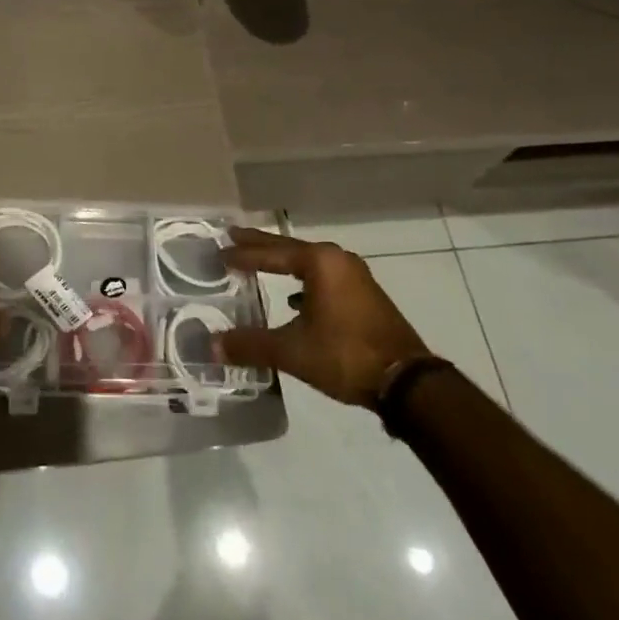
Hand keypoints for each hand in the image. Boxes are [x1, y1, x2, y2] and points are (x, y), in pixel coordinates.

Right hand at [217, 228, 431, 406]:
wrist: (407, 382)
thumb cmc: (345, 355)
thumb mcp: (293, 351)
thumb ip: (251, 345)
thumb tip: (211, 346)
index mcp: (320, 262)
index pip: (271, 252)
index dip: (243, 254)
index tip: (220, 251)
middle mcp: (338, 260)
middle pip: (290, 249)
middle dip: (261, 246)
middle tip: (233, 237)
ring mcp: (356, 276)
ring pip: (309, 263)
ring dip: (284, 263)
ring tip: (260, 264)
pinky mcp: (365, 295)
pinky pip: (324, 278)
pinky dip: (304, 282)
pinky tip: (295, 300)